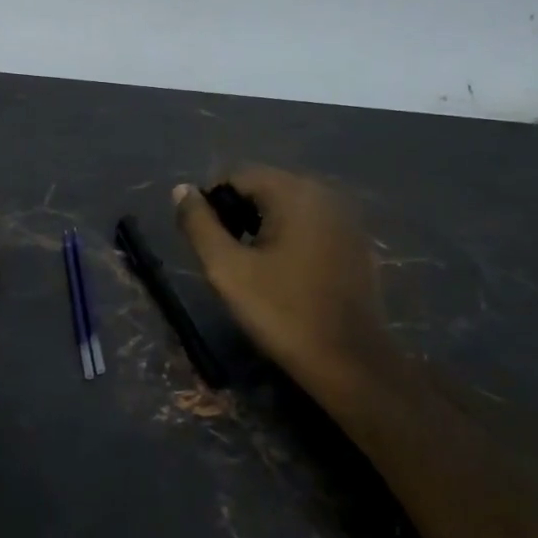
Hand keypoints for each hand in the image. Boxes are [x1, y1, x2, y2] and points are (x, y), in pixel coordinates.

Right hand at [173, 167, 397, 402]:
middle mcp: (325, 193)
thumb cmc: (282, 312)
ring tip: (253, 267)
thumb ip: (199, 224)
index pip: (237, 175)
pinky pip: (310, 225)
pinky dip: (289, 238)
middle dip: (238, 214)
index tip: (209, 243)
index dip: (212, 204)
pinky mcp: (356, 242)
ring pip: (287, 206)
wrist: (348, 361)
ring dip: (262, 227)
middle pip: (264, 187)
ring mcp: (346, 218)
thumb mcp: (227, 269)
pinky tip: (285, 274)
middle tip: (229, 258)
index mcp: (295, 193)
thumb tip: (181, 190)